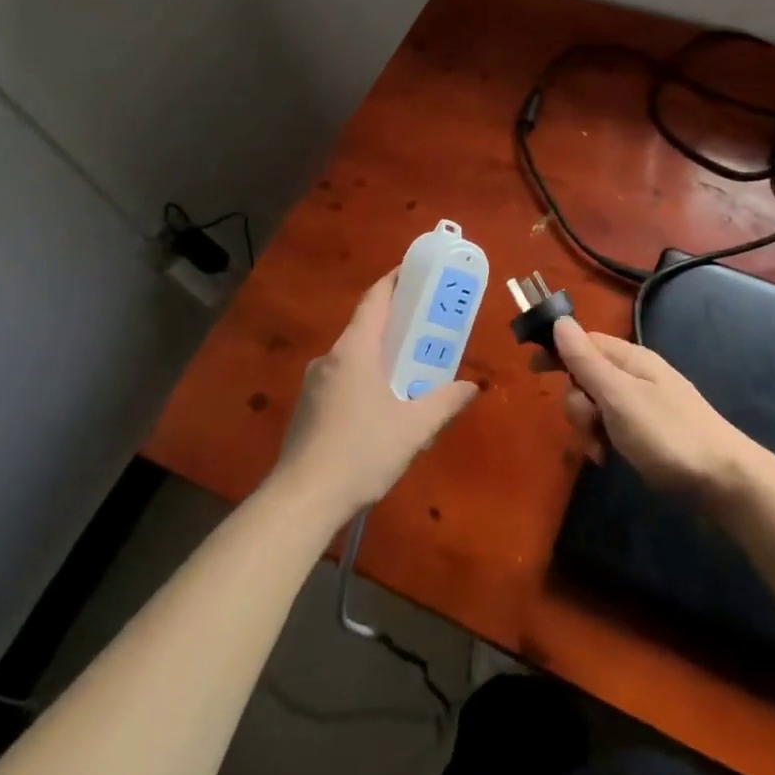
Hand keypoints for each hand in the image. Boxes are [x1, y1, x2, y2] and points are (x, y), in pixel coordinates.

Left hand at [271, 272, 478, 520]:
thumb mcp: (414, 429)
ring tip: (410, 370)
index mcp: (355, 350)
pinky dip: (364, 378)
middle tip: (427, 326)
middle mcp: (331, 357)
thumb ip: (445, 402)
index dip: (396, 280)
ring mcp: (314, 383)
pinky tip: (381, 407)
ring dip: (380, 355)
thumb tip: (473, 387)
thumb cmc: (361, 453)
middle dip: (396, 322)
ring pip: (354, 356)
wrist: (301, 501)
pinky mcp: (307, 408)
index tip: (418, 273)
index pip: (375, 299)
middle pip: (366, 326)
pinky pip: (342, 379)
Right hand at [553, 317, 757, 502]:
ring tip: (601, 451)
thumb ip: (587, 361)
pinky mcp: (649, 432)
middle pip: (587, 377)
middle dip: (577, 403)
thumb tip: (560, 321)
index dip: (558, 352)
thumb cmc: (667, 434)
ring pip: (597, 406)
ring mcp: (644, 404)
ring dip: (589, 427)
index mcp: (630, 359)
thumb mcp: (619, 397)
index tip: (534, 372)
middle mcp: (636, 375)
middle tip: (589, 425)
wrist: (725, 480)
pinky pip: (613, 428)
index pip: (584, 342)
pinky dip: (605, 441)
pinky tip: (609, 460)